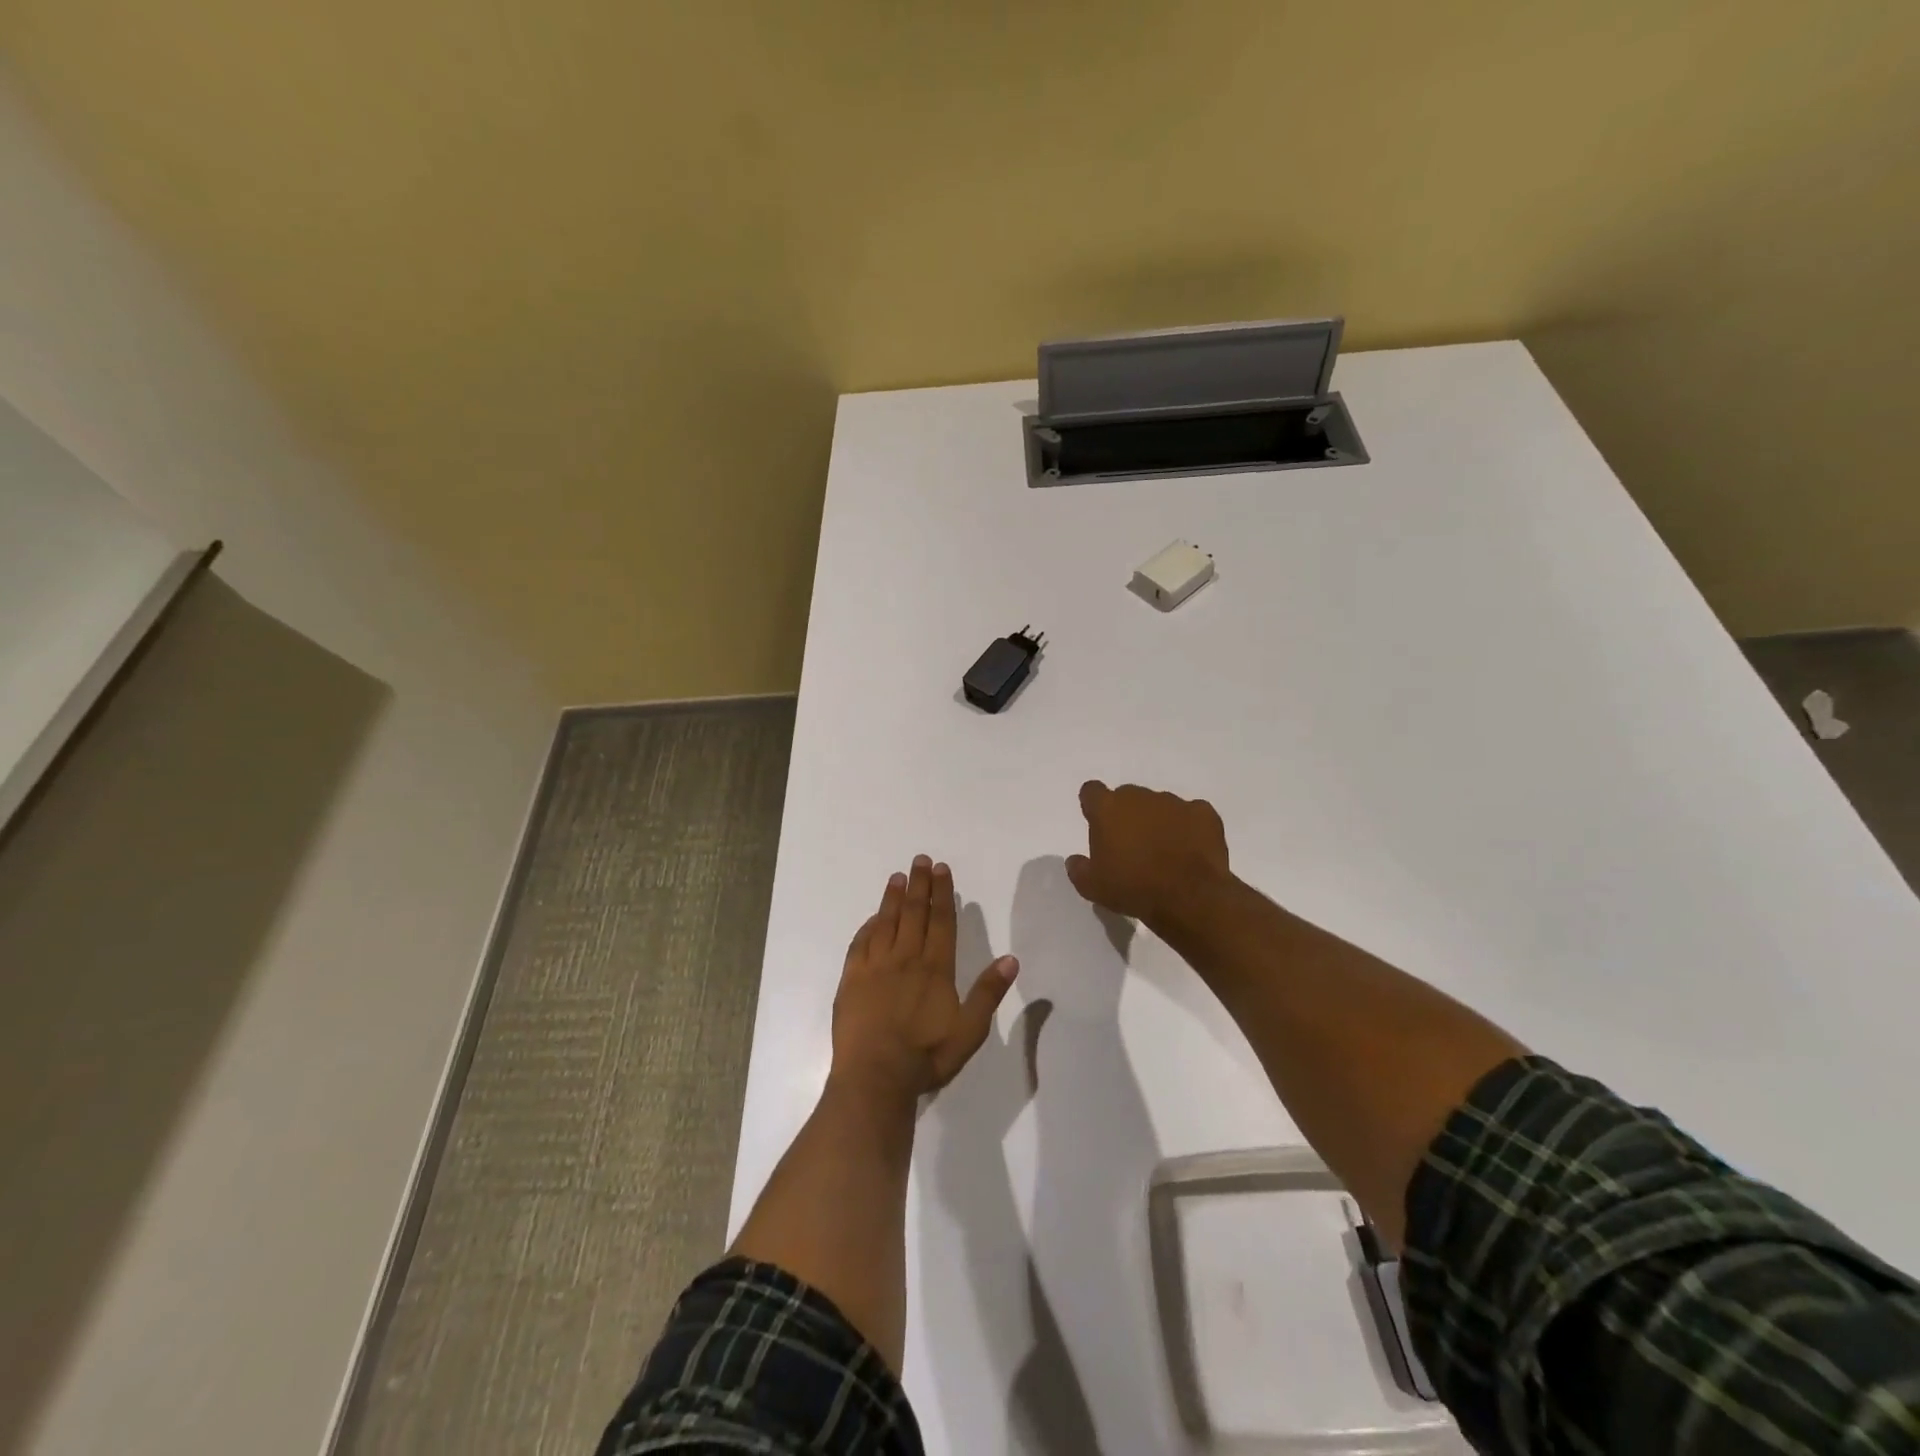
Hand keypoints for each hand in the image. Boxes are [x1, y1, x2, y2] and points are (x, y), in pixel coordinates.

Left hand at [832, 855, 1018, 1101]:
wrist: (875, 1076)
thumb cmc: (926, 1055)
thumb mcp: (970, 1030)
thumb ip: (988, 993)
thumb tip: (1010, 959)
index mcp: (935, 968)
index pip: (941, 921)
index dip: (942, 893)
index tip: (941, 869)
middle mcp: (906, 958)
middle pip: (914, 914)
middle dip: (919, 885)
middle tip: (920, 860)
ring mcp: (875, 967)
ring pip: (886, 923)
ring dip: (893, 898)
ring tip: (898, 877)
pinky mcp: (852, 979)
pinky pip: (860, 944)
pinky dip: (868, 926)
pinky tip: (872, 918)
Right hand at [1065, 781, 1232, 927]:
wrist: (1189, 897)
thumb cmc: (1133, 889)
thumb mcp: (1092, 887)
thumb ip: (1079, 869)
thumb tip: (1075, 861)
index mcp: (1108, 809)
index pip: (1092, 791)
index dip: (1093, 805)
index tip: (1097, 823)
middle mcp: (1140, 797)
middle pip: (1127, 796)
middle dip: (1127, 815)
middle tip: (1131, 845)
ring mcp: (1174, 802)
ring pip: (1160, 805)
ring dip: (1158, 821)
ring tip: (1165, 851)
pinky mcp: (1203, 813)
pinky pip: (1192, 814)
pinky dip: (1189, 827)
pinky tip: (1190, 849)